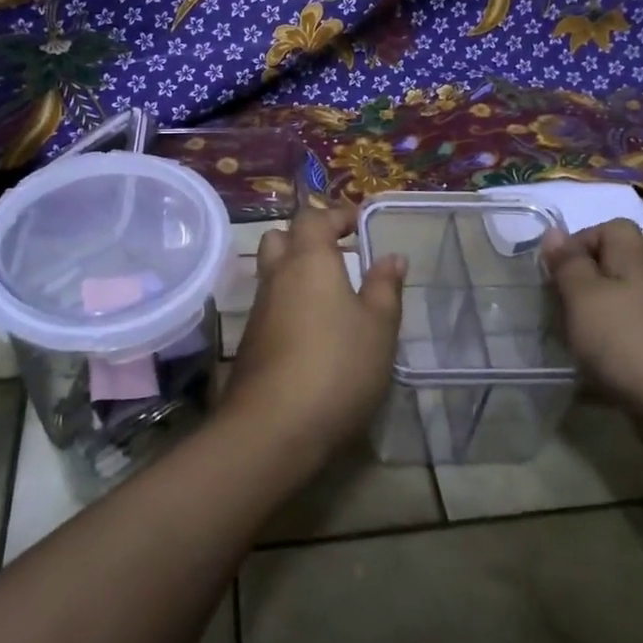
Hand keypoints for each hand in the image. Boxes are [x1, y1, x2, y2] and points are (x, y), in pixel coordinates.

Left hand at [220, 202, 404, 467]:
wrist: (273, 427)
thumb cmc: (337, 367)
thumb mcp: (378, 328)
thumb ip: (384, 288)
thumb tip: (391, 257)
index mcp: (309, 261)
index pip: (314, 218)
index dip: (336, 215)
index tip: (358, 223)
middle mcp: (277, 276)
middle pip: (280, 238)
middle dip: (306, 238)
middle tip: (338, 254)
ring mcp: (259, 310)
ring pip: (272, 272)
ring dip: (296, 271)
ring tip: (332, 293)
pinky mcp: (251, 341)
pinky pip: (270, 304)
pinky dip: (289, 302)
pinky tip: (313, 330)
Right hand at [540, 219, 642, 419]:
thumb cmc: (627, 342)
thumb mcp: (584, 297)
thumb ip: (567, 265)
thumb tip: (554, 231)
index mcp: (633, 265)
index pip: (615, 229)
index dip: (584, 238)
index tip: (559, 267)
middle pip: (614, 268)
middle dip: (580, 284)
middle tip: (557, 307)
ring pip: (617, 306)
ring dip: (590, 319)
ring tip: (570, 341)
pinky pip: (625, 340)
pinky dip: (605, 350)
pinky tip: (593, 371)